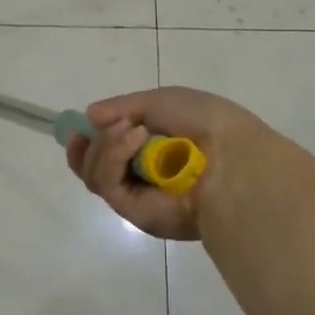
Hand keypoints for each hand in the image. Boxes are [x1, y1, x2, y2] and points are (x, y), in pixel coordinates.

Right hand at [66, 86, 284, 239]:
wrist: (233, 157)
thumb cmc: (204, 121)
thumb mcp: (162, 101)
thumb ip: (123, 107)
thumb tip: (90, 115)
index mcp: (152, 149)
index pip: (109, 150)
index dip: (90, 140)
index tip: (82, 127)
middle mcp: (142, 175)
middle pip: (93, 166)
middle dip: (93, 143)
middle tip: (106, 126)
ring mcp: (138, 196)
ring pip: (95, 174)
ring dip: (105, 145)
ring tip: (133, 130)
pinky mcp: (136, 213)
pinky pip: (108, 184)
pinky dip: (113, 157)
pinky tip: (136, 138)